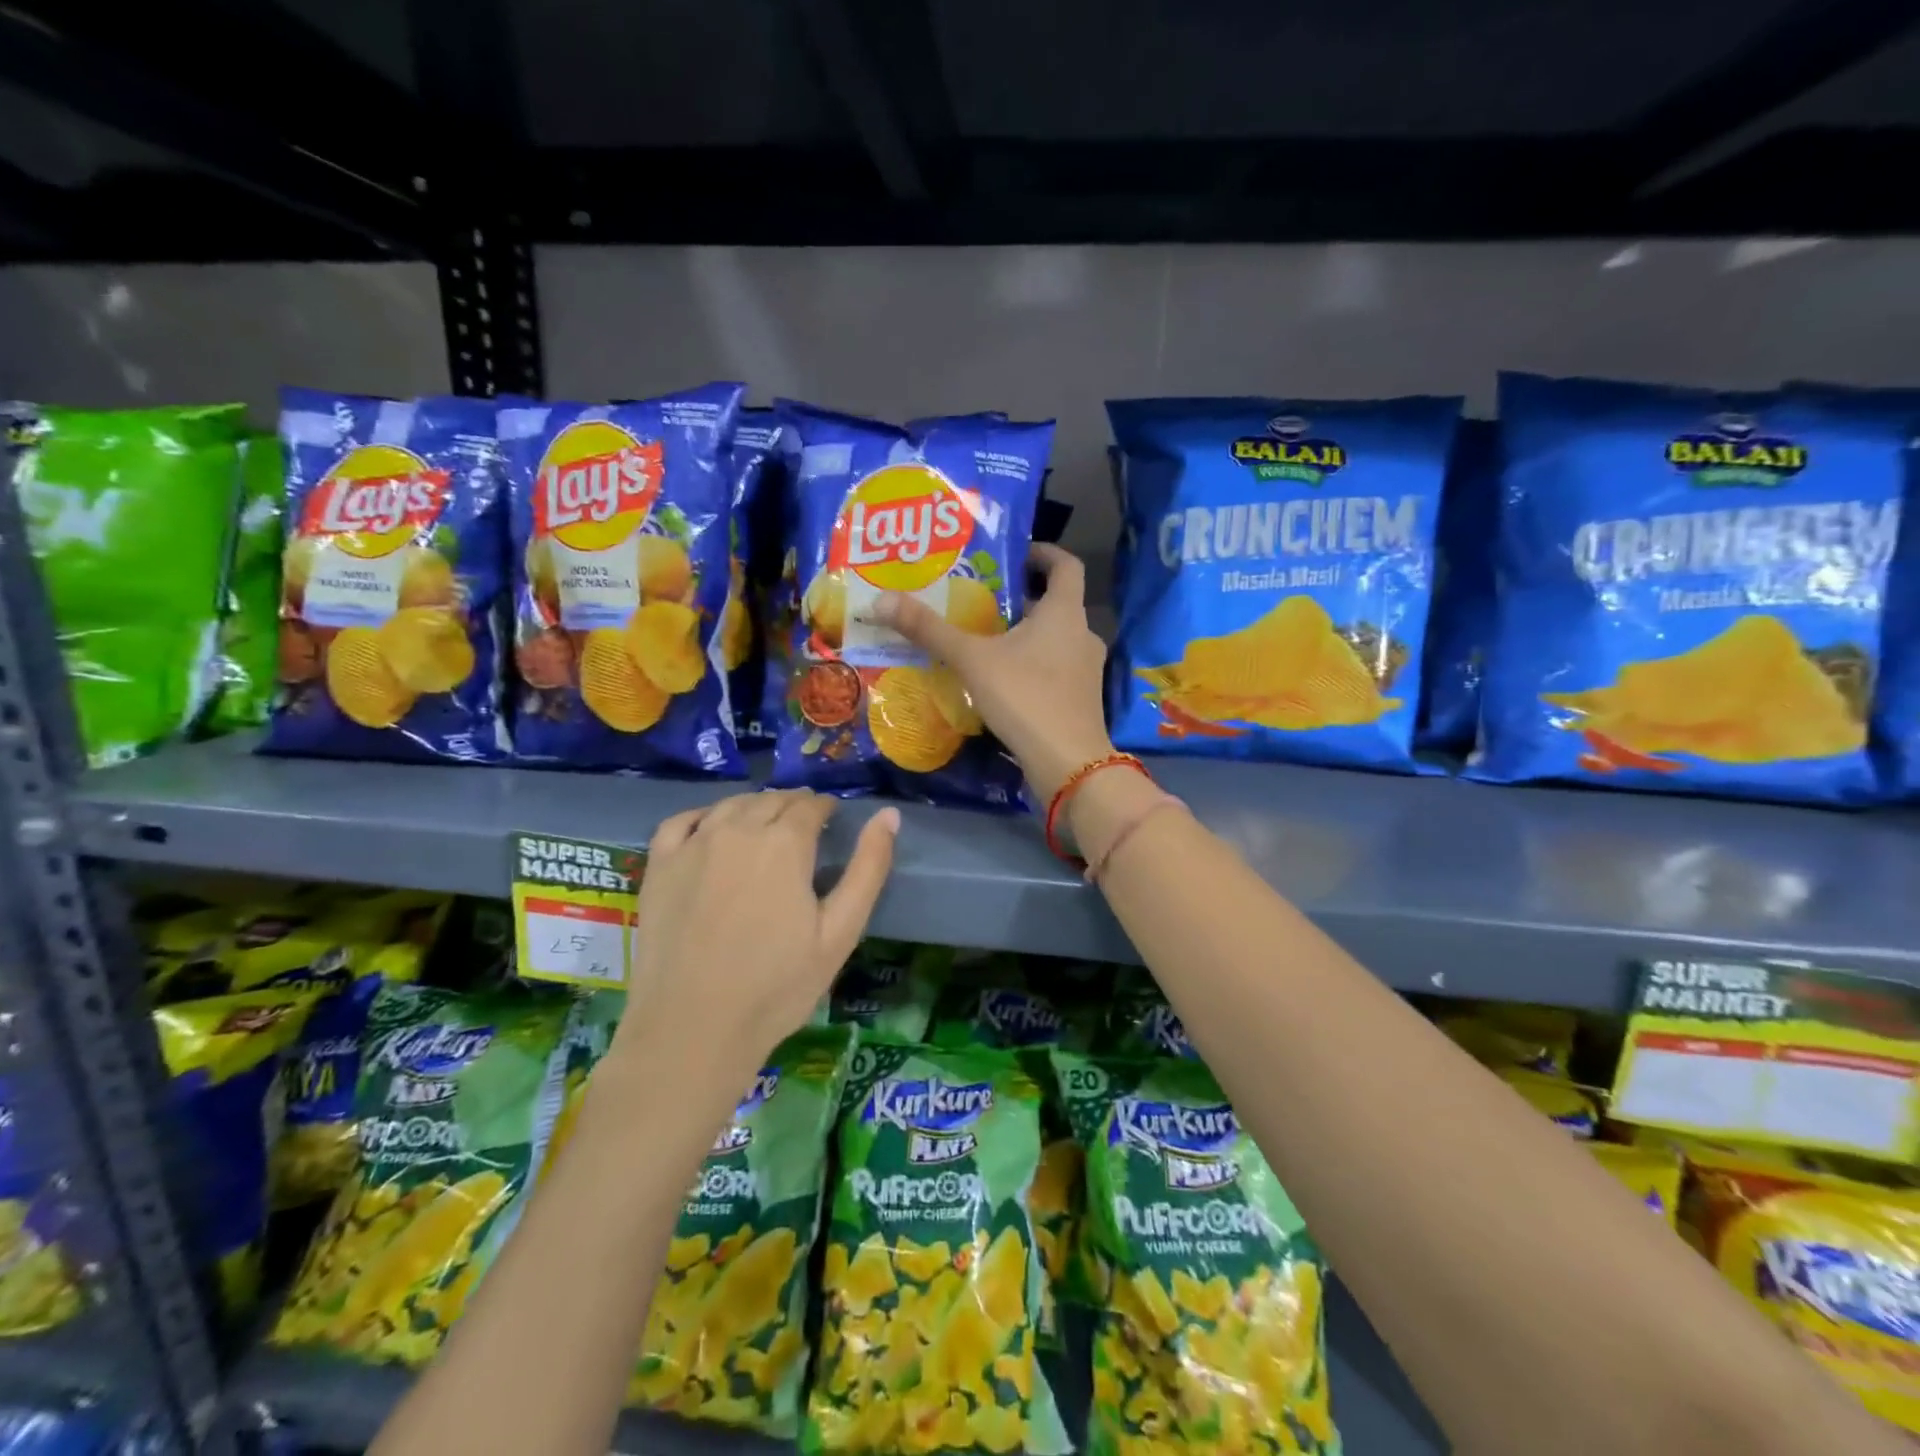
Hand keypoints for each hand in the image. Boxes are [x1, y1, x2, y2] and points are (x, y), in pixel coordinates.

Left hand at [614, 791, 898, 1062]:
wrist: (693, 1028)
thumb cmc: (777, 986)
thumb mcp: (840, 932)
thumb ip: (869, 868)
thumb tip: (888, 815)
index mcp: (785, 843)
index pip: (811, 806)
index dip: (826, 808)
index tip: (832, 819)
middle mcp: (738, 830)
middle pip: (772, 801)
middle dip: (793, 806)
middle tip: (804, 825)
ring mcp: (693, 845)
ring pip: (731, 805)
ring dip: (755, 807)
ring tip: (765, 825)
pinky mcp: (659, 865)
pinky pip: (682, 821)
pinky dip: (705, 815)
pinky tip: (713, 829)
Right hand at [875, 543, 1113, 802]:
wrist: (1068, 763)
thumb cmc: (1025, 697)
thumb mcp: (972, 660)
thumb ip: (929, 630)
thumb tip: (880, 600)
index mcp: (1065, 612)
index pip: (1065, 565)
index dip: (1043, 552)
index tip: (1013, 553)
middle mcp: (1082, 634)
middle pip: (1054, 603)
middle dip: (1019, 597)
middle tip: (979, 597)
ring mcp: (1085, 669)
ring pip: (1053, 638)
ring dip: (1023, 633)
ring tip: (982, 637)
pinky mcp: (1080, 698)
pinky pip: (1054, 667)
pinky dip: (1030, 663)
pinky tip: (999, 678)